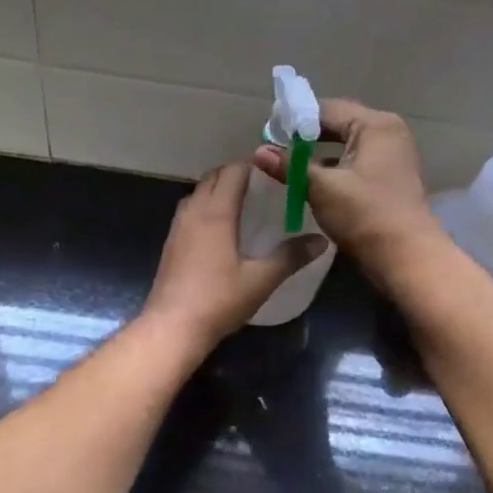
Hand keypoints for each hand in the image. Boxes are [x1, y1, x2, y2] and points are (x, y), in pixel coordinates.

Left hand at [141, 163, 327, 350]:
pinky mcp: (171, 243)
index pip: (233, 171)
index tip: (275, 172)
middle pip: (213, 176)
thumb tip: (321, 241)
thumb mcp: (261, 280)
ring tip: (244, 204)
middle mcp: (194, 211)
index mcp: (216, 212)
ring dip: (218, 189)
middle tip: (263, 186)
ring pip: (198, 192)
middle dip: (236, 174)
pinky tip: (221, 229)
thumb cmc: (218, 300)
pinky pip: (190, 210)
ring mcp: (178, 226)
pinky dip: (206, 206)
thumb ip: (291, 257)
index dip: (253, 166)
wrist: (172, 326)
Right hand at [254, 98, 439, 273]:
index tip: (267, 135)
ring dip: (318, 154)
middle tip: (274, 150)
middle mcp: (387, 132)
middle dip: (305, 137)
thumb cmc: (365, 215)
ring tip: (287, 166)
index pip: (326, 109)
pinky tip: (311, 181)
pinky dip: (334, 167)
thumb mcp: (322, 188)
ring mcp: (392, 155)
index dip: (294, 120)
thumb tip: (258, 152)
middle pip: (337, 124)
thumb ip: (289, 166)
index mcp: (375, 125)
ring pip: (345, 145)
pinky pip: (354, 161)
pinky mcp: (389, 177)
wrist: (408, 259)